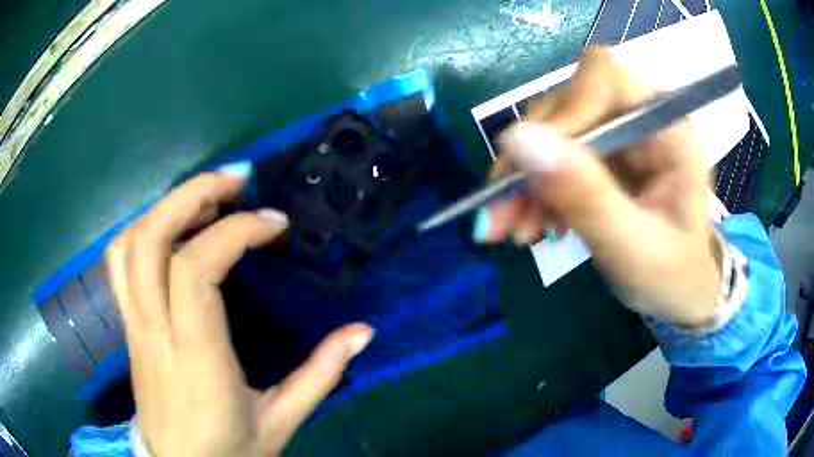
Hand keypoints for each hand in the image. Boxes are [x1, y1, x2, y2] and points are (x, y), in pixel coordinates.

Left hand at [105, 169, 373, 456]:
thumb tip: (363, 331)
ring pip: (128, 245)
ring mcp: (134, 327)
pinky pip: (119, 263)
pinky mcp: (128, 328)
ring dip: (165, 206)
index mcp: (197, 360)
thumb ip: (321, 375)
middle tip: (236, 181)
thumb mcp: (282, 422)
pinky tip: (171, 229)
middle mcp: (155, 333)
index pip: (196, 270)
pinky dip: (142, 229)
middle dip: (192, 195)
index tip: (274, 226)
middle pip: (151, 240)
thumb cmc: (231, 450)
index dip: (235, 232)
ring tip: (205, 197)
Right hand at [478, 47, 721, 328]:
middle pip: (566, 102)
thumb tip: (517, 139)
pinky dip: (531, 191)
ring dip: (523, 179)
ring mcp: (616, 136)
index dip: (564, 112)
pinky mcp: (599, 157)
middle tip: (504, 214)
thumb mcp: (635, 249)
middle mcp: (637, 118)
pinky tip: (531, 225)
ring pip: (550, 130)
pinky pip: (551, 157)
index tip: (536, 169)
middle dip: (531, 157)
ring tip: (513, 229)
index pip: (604, 78)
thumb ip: (586, 197)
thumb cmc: (674, 276)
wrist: (681, 295)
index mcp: (665, 127)